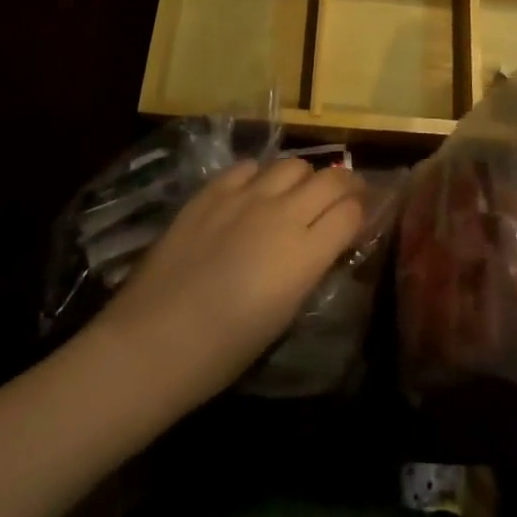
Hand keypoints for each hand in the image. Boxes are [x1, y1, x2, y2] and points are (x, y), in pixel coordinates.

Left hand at [89, 158, 364, 411]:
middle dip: (345, 185)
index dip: (363, 211)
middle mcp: (282, 213)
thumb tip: (321, 246)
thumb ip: (308, 269)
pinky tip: (254, 192)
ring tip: (297, 193)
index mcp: (305, 254)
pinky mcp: (212, 190)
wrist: (153, 341)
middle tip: (345, 196)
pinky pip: (249, 167)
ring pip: (292, 164)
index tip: (363, 216)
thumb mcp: (283, 314)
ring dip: (303, 177)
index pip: (352, 212)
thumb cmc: (222, 351)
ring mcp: (245, 196)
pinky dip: (260, 176)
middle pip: (330, 179)